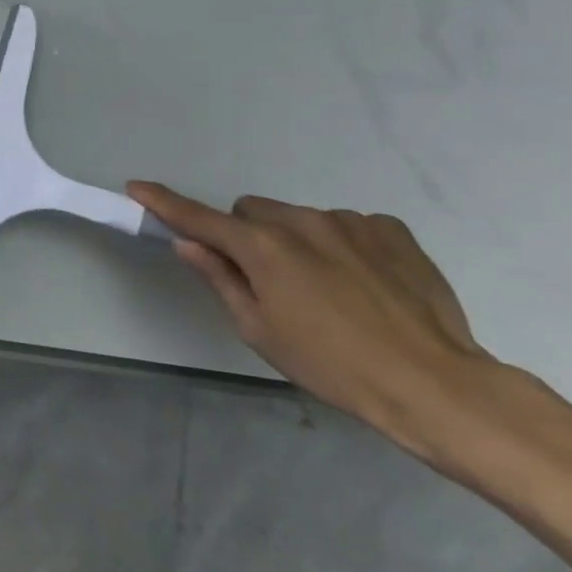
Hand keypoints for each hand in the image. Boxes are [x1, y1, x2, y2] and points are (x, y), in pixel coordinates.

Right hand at [129, 182, 496, 459]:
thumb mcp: (259, 330)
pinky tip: (362, 284)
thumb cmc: (331, 365)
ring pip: (297, 218)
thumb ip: (220, 278)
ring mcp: (349, 221)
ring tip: (326, 290)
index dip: (164, 203)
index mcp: (262, 247)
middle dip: (246, 236)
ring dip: (294, 241)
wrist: (434, 384)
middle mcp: (301, 220)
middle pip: (250, 213)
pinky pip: (345, 225)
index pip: (198, 217)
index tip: (137, 187)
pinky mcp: (391, 230)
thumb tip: (188, 244)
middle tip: (265, 281)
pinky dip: (339, 245)